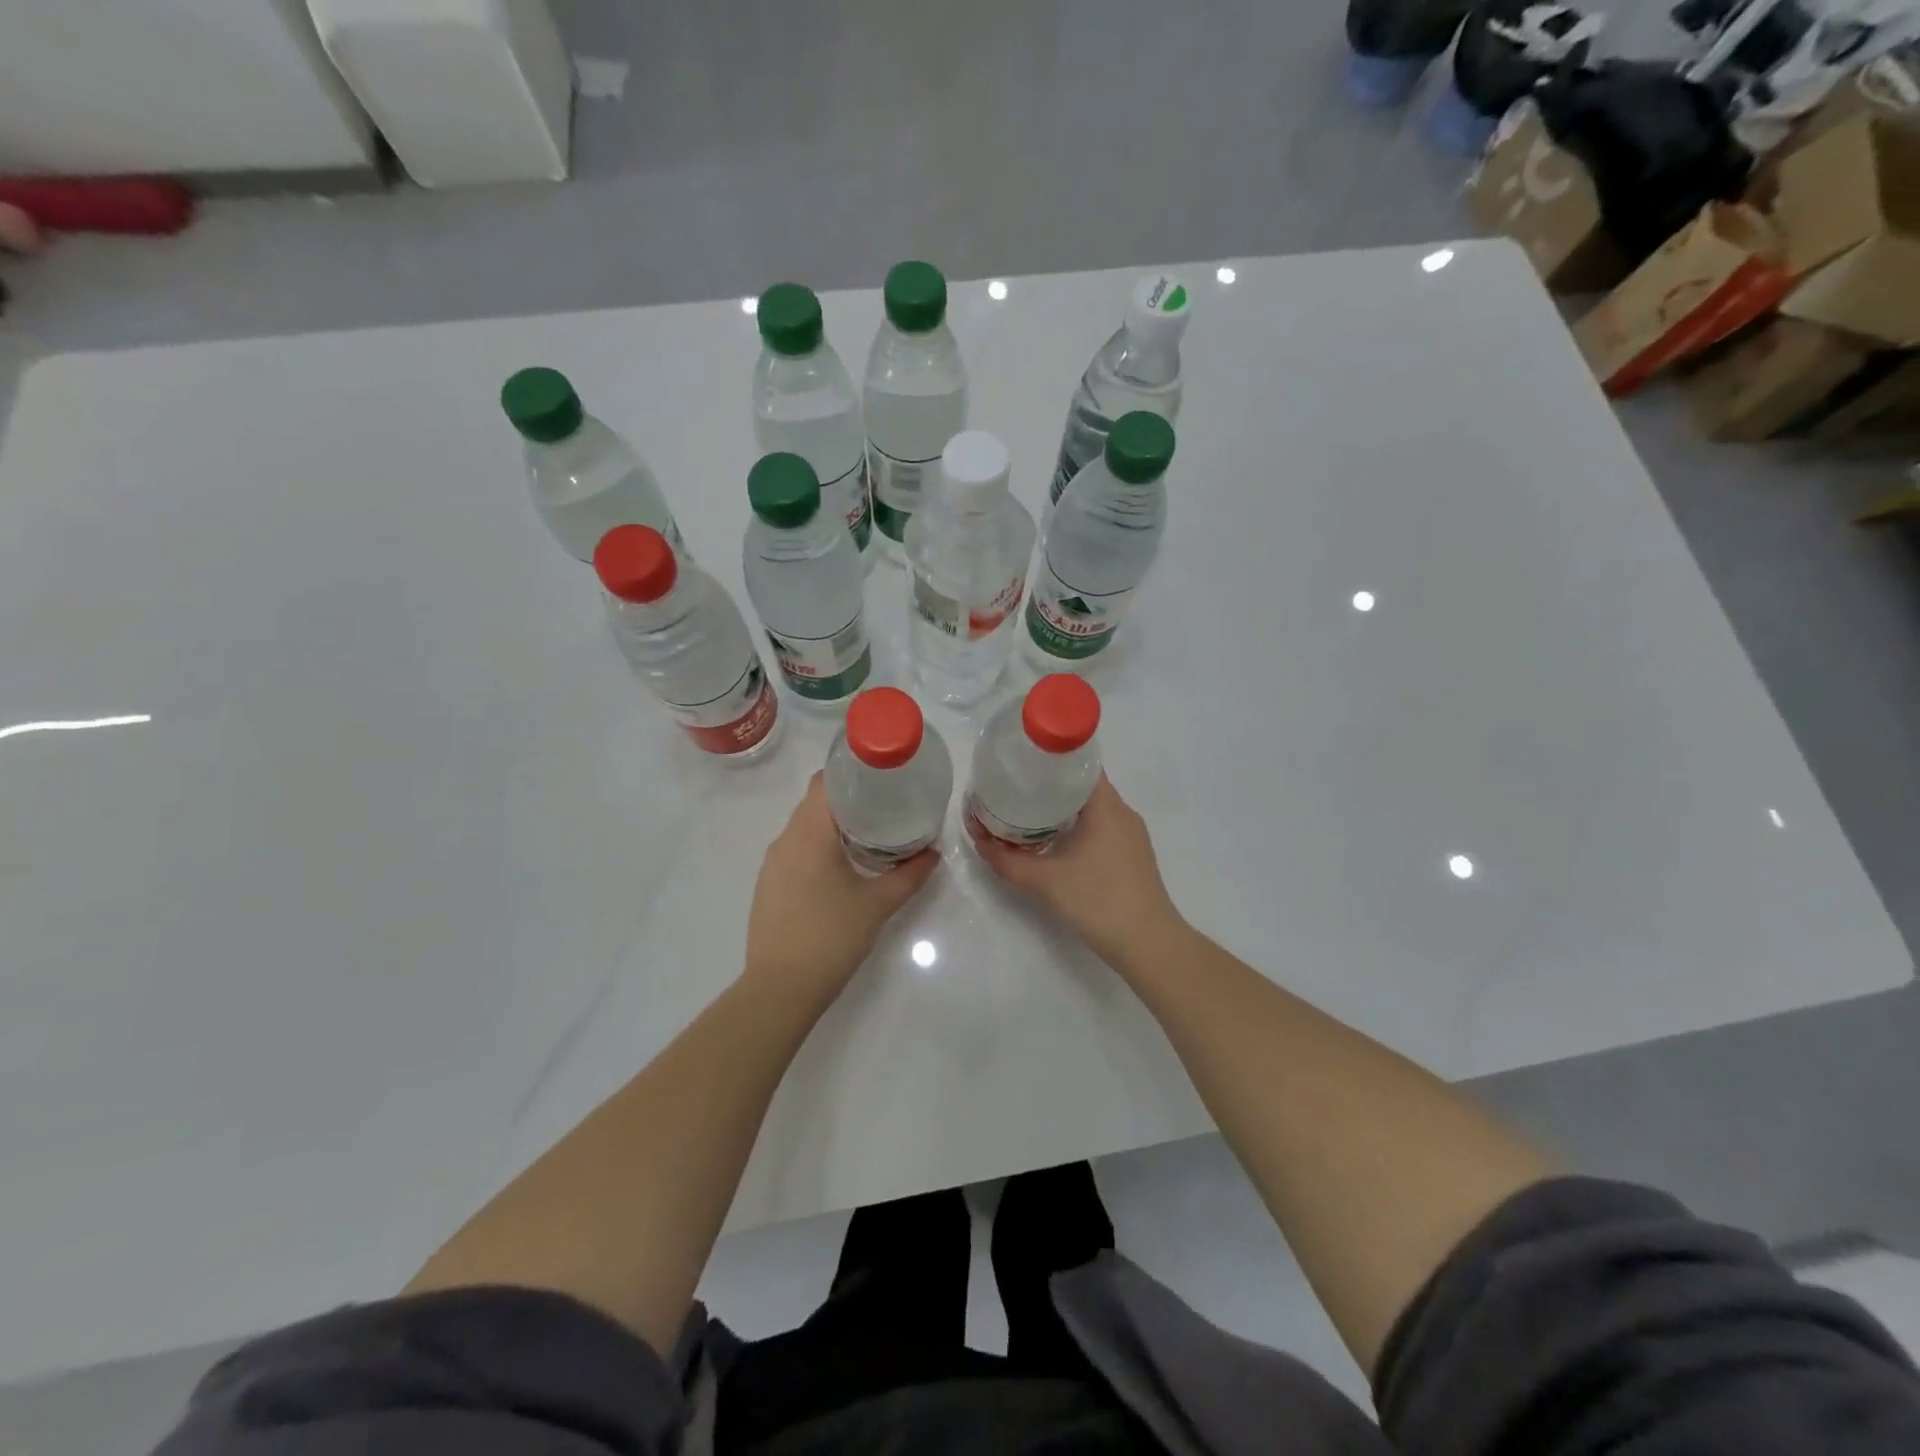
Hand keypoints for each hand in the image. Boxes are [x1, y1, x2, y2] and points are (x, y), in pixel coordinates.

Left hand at [743, 773, 939, 1011]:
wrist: (780, 989)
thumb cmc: (831, 937)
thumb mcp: (878, 904)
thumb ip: (909, 875)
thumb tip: (933, 853)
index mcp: (809, 833)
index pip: (823, 781)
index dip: (850, 771)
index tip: (879, 777)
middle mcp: (784, 840)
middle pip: (814, 803)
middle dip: (848, 799)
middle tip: (885, 806)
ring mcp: (772, 865)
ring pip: (803, 828)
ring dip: (832, 826)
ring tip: (867, 836)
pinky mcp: (768, 886)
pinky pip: (794, 852)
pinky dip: (817, 848)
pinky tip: (840, 869)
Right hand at [967, 773, 1180, 966]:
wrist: (1147, 944)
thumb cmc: (1097, 900)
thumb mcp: (1043, 881)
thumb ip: (1007, 861)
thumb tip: (980, 841)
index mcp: (1106, 806)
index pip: (1081, 764)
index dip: (1051, 759)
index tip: (1023, 763)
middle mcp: (1123, 813)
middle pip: (1085, 785)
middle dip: (1051, 785)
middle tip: (1017, 788)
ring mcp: (1132, 835)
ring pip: (1094, 809)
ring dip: (1065, 808)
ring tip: (1031, 813)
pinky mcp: (1134, 856)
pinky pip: (1103, 828)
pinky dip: (1079, 827)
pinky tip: (1058, 842)